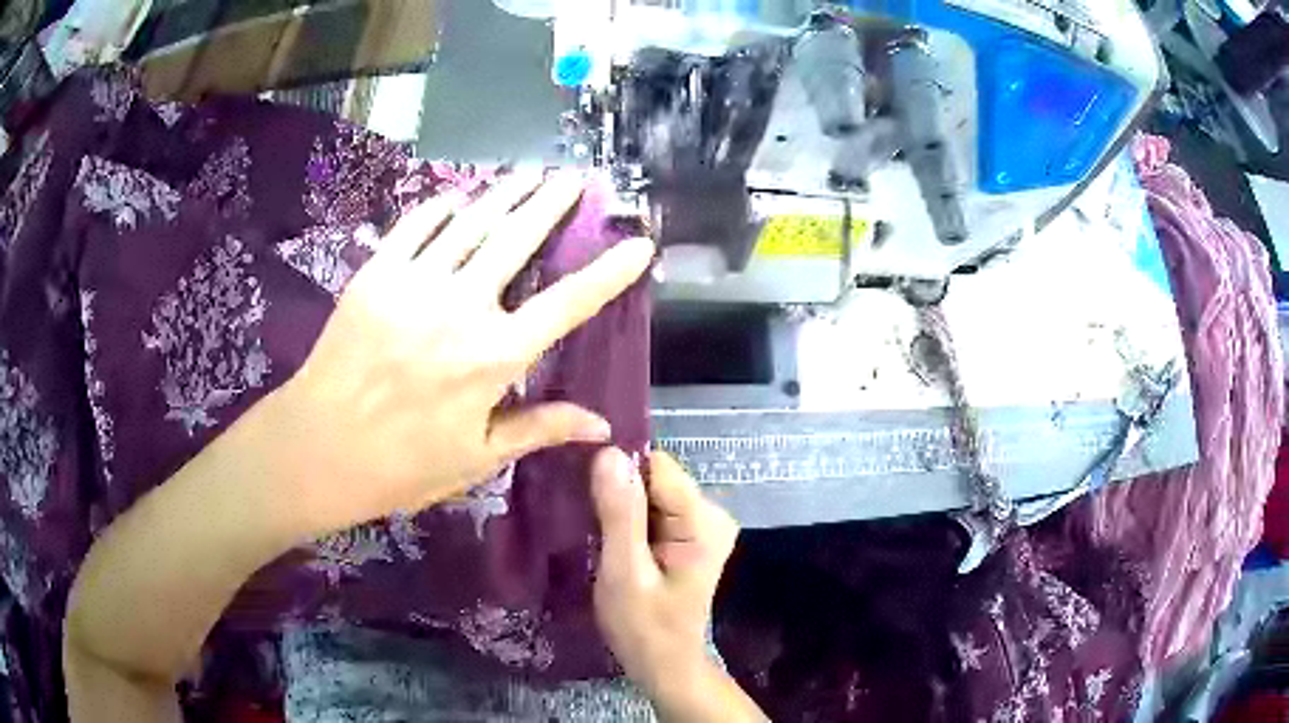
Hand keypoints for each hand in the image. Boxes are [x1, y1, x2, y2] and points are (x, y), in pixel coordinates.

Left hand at [274, 170, 654, 533]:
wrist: (318, 449)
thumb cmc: (402, 464)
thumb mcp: (477, 457)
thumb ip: (540, 429)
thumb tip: (604, 426)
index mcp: (495, 357)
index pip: (568, 303)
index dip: (610, 272)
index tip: (639, 243)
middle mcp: (462, 307)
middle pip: (518, 239)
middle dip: (552, 202)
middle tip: (574, 176)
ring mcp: (414, 283)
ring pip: (471, 222)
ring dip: (504, 192)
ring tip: (528, 170)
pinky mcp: (376, 274)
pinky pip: (415, 225)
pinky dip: (440, 206)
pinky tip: (457, 195)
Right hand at [591, 449, 740, 701]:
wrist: (664, 664)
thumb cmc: (643, 627)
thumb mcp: (624, 573)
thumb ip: (620, 514)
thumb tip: (609, 453)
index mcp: (703, 521)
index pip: (657, 467)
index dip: (617, 471)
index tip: (581, 485)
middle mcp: (711, 514)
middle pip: (655, 477)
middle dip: (618, 491)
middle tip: (582, 513)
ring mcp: (701, 524)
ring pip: (651, 491)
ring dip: (620, 505)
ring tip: (589, 524)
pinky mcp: (688, 535)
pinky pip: (652, 508)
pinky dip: (628, 518)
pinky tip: (607, 536)